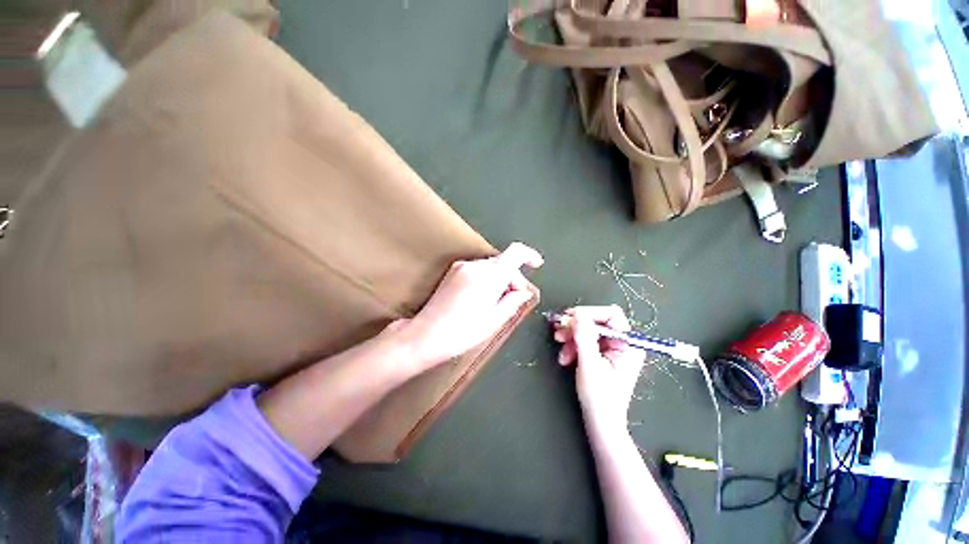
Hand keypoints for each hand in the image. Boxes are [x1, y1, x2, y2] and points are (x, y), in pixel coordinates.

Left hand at [400, 242, 542, 368]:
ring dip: (499, 278)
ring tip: (497, 302)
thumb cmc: (462, 332)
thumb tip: (524, 292)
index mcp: (489, 276)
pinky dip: (486, 278)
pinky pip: (478, 269)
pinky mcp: (453, 271)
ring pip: (490, 266)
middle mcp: (475, 265)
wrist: (425, 335)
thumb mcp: (494, 321)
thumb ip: (513, 302)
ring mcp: (461, 267)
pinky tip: (482, 297)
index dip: (529, 255)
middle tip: (515, 298)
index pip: (514, 253)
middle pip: (503, 262)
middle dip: (513, 277)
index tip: (537, 264)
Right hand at [553, 306, 645, 433]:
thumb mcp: (590, 364)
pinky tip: (565, 357)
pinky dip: (572, 346)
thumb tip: (578, 313)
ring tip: (560, 347)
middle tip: (558, 331)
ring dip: (571, 337)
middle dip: (576, 327)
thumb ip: (584, 337)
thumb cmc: (600, 397)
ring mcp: (611, 349)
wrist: (600, 423)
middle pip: (596, 322)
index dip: (589, 312)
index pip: (611, 315)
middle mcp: (621, 343)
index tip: (569, 317)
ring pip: (587, 331)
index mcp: (628, 344)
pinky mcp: (601, 355)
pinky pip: (584, 341)